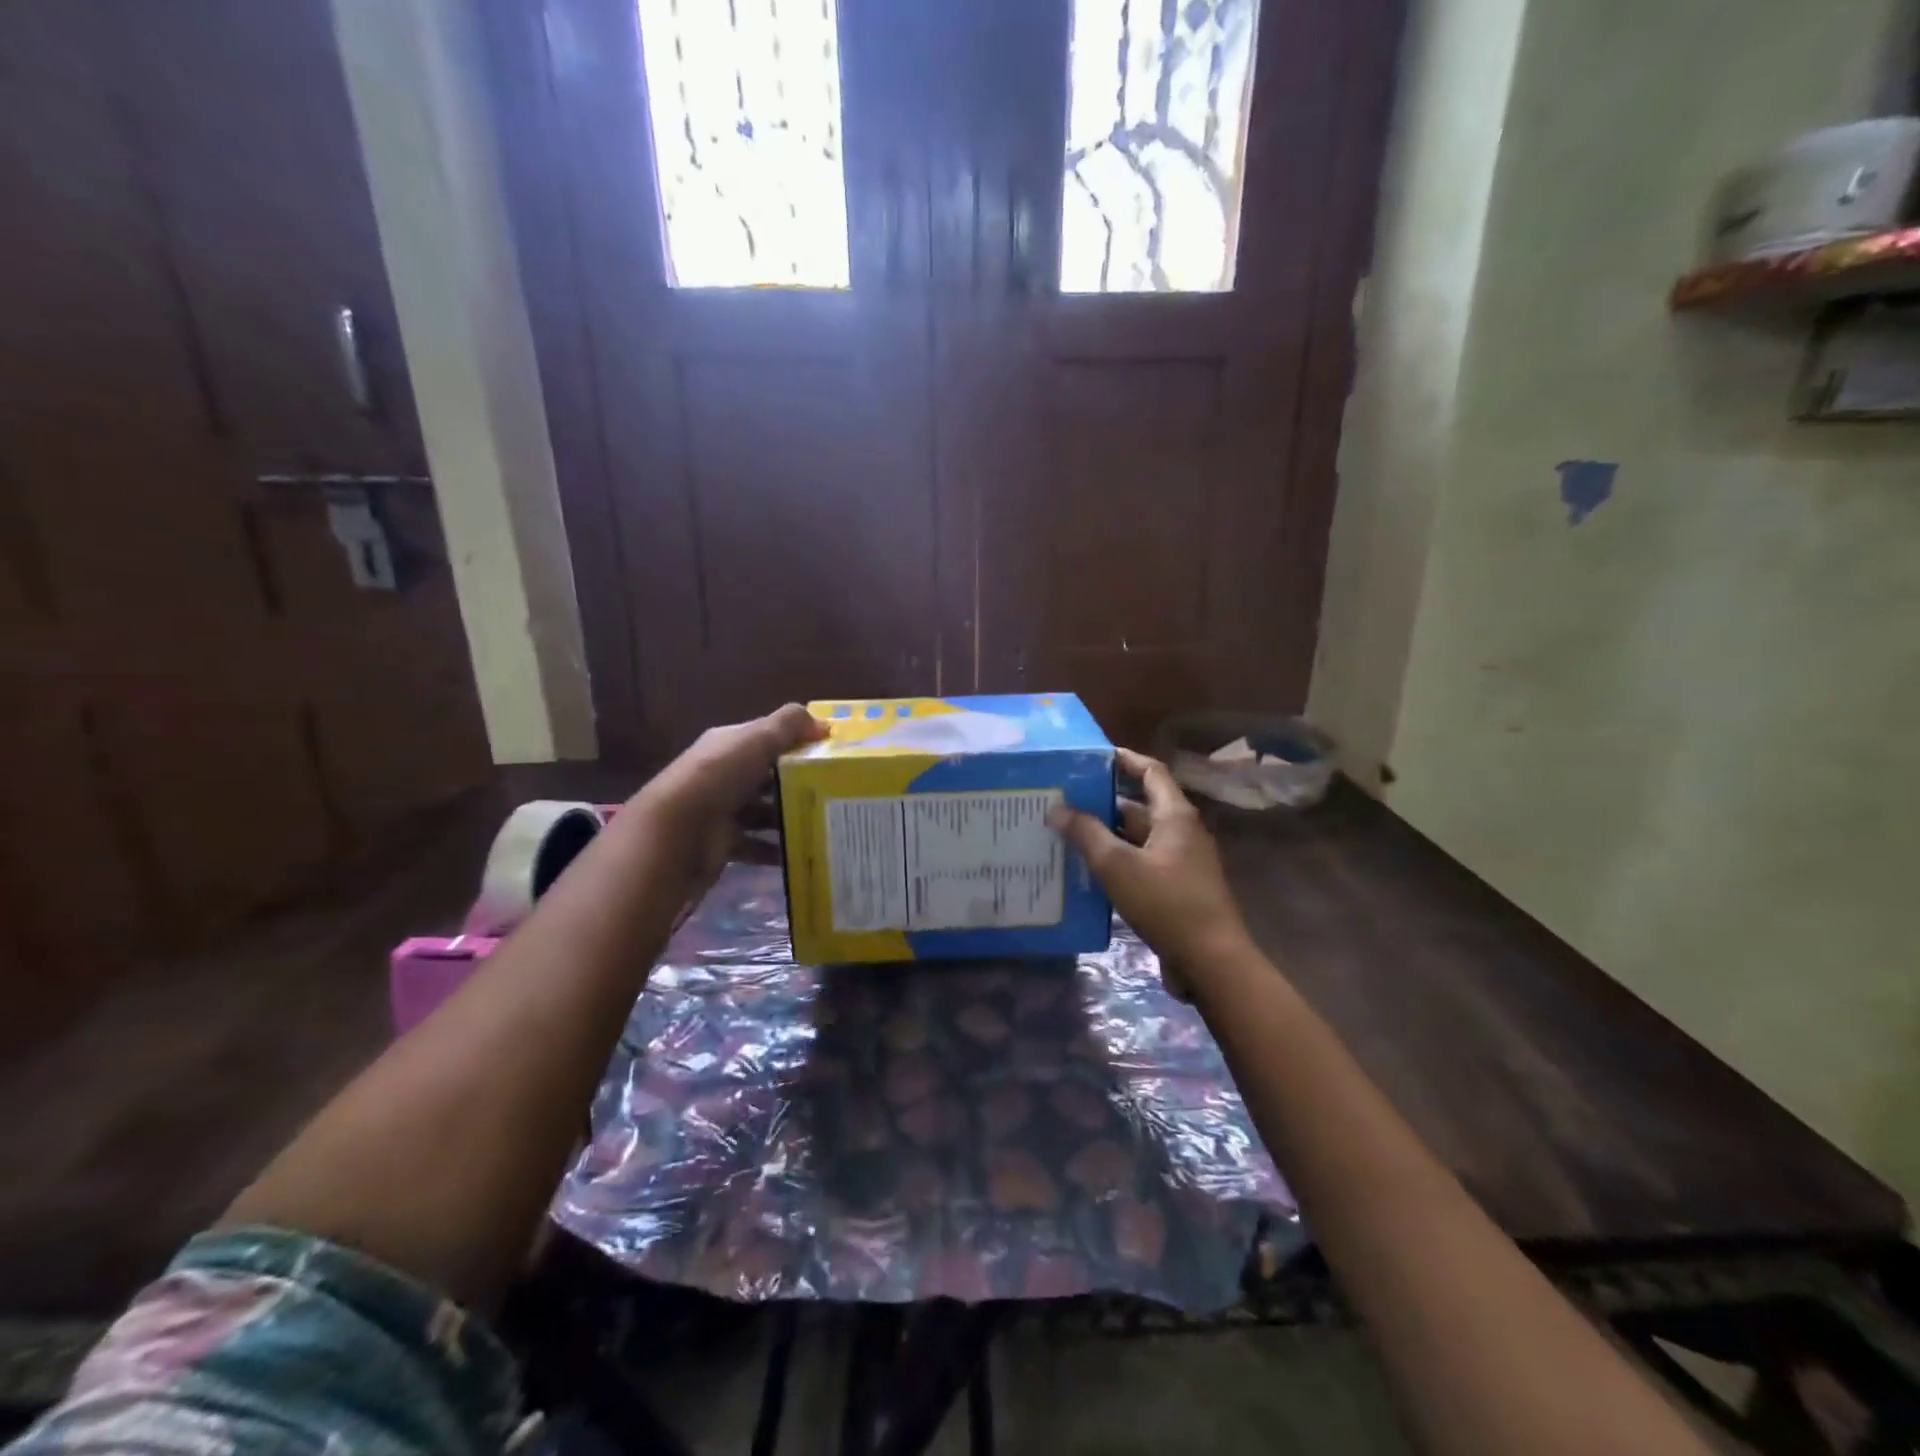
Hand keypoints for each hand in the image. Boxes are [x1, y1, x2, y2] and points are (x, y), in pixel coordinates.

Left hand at [631, 704, 826, 882]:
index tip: (830, 755)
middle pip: (766, 777)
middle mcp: (723, 775)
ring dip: (788, 818)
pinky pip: (757, 846)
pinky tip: (802, 852)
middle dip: (797, 784)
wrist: (676, 832)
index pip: (766, 739)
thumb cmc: (719, 777)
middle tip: (834, 792)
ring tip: (824, 823)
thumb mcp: (756, 739)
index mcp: (728, 745)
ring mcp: (721, 811)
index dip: (796, 743)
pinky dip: (776, 851)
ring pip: (763, 812)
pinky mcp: (723, 843)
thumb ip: (789, 725)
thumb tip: (823, 723)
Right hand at [1048, 747, 1253, 974]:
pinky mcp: (1177, 890)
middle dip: (1105, 802)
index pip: (1151, 772)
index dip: (1125, 760)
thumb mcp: (1117, 865)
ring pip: (1139, 838)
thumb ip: (1086, 834)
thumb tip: (1058, 808)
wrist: (1210, 961)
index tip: (1093, 756)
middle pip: (1141, 806)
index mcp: (1175, 816)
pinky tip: (1088, 872)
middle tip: (1066, 800)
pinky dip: (1118, 862)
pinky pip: (1142, 864)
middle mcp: (1182, 833)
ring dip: (1107, 835)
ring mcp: (1182, 863)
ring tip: (1068, 834)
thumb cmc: (1166, 903)